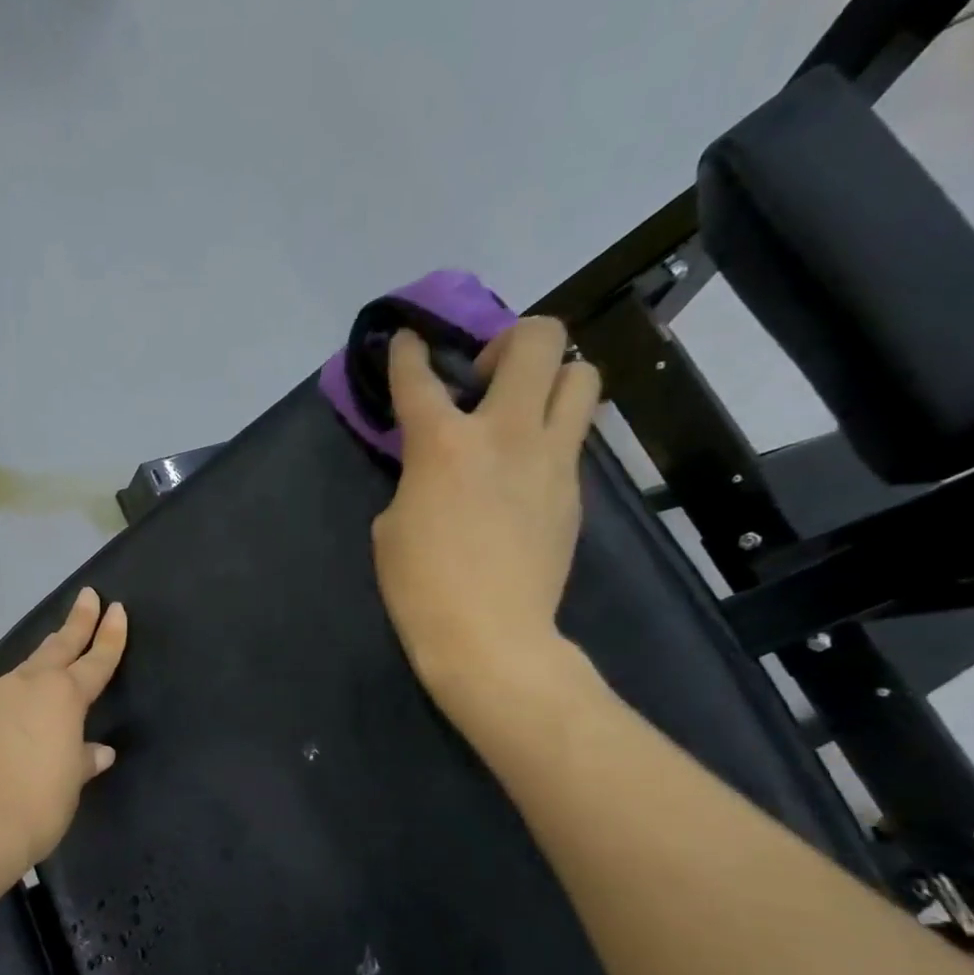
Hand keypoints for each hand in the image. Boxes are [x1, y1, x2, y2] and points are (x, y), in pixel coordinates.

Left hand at [0, 587, 127, 872]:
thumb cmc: (35, 808)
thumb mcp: (69, 786)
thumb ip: (82, 760)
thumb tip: (97, 751)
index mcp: (61, 699)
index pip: (95, 661)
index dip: (109, 636)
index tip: (116, 608)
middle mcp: (21, 688)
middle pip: (55, 648)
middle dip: (75, 622)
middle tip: (87, 596)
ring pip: (15, 679)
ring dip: (31, 675)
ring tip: (38, 683)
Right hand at [372, 318, 599, 705]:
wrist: (490, 635)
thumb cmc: (421, 585)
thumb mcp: (392, 524)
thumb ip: (415, 478)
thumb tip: (436, 466)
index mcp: (442, 443)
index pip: (420, 376)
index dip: (408, 351)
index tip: (408, 340)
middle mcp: (504, 433)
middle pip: (537, 340)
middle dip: (510, 340)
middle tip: (486, 376)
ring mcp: (551, 459)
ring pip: (581, 376)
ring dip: (551, 378)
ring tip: (522, 408)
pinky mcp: (574, 489)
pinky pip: (574, 436)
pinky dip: (551, 434)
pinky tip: (525, 469)